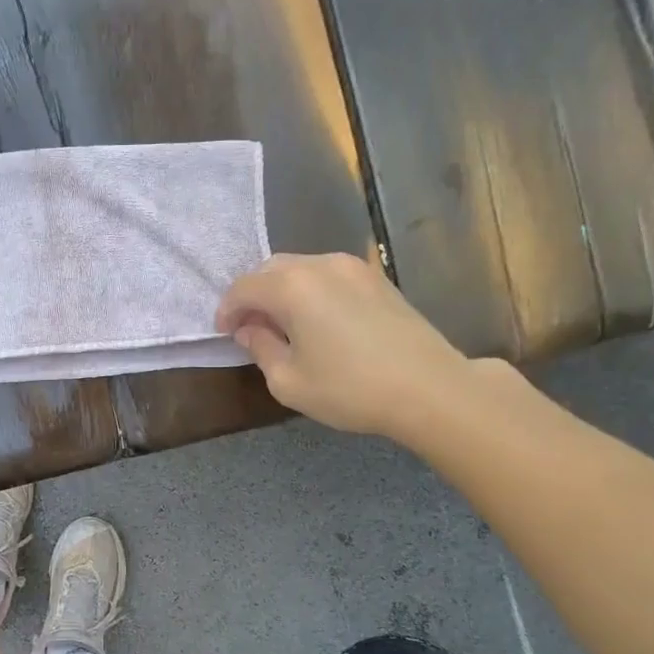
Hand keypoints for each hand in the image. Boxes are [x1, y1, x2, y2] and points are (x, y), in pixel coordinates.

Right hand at [216, 252, 476, 439]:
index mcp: (292, 286)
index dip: (227, 310)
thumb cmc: (350, 388)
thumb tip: (250, 330)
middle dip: (253, 296)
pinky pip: (328, 275)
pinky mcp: (377, 279)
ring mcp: (353, 268)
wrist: (430, 389)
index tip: (223, 333)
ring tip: (282, 325)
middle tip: (249, 328)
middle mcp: (320, 265)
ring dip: (282, 291)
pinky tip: (316, 321)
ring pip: (301, 268)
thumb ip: (260, 349)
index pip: (243, 288)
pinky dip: (310, 291)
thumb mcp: (288, 381)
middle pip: (270, 269)